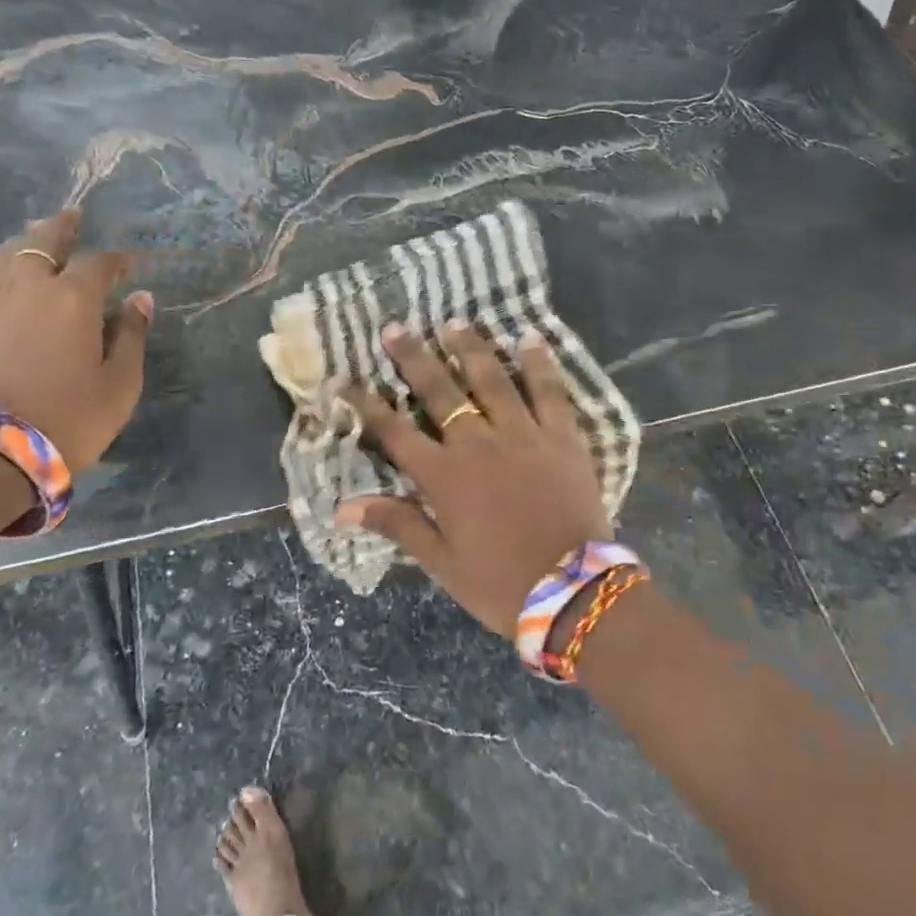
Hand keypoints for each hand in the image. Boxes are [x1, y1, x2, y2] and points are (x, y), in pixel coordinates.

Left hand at [0, 209, 152, 469]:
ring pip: (4, 256)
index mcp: (73, 298)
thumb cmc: (68, 419)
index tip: (128, 263)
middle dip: (61, 227)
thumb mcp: (119, 384)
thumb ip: (132, 336)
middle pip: (42, 242)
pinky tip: (2, 279)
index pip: (99, 263)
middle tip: (72, 216)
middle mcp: (27, 287)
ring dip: (24, 243)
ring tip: (33, 239)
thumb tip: (141, 300)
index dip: (116, 260)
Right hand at [339, 321, 610, 634]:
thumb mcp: (442, 562)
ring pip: (492, 380)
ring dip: (471, 348)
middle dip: (414, 358)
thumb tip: (342, 507)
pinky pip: (550, 392)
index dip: (364, 404)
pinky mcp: (563, 437)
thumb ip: (397, 524)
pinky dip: (539, 363)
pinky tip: (530, 337)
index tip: (340, 379)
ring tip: (455, 322)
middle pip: (440, 393)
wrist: (574, 594)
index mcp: (445, 477)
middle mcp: (479, 444)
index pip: (394, 431)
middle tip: (396, 327)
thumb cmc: (501, 583)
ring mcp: (524, 435)